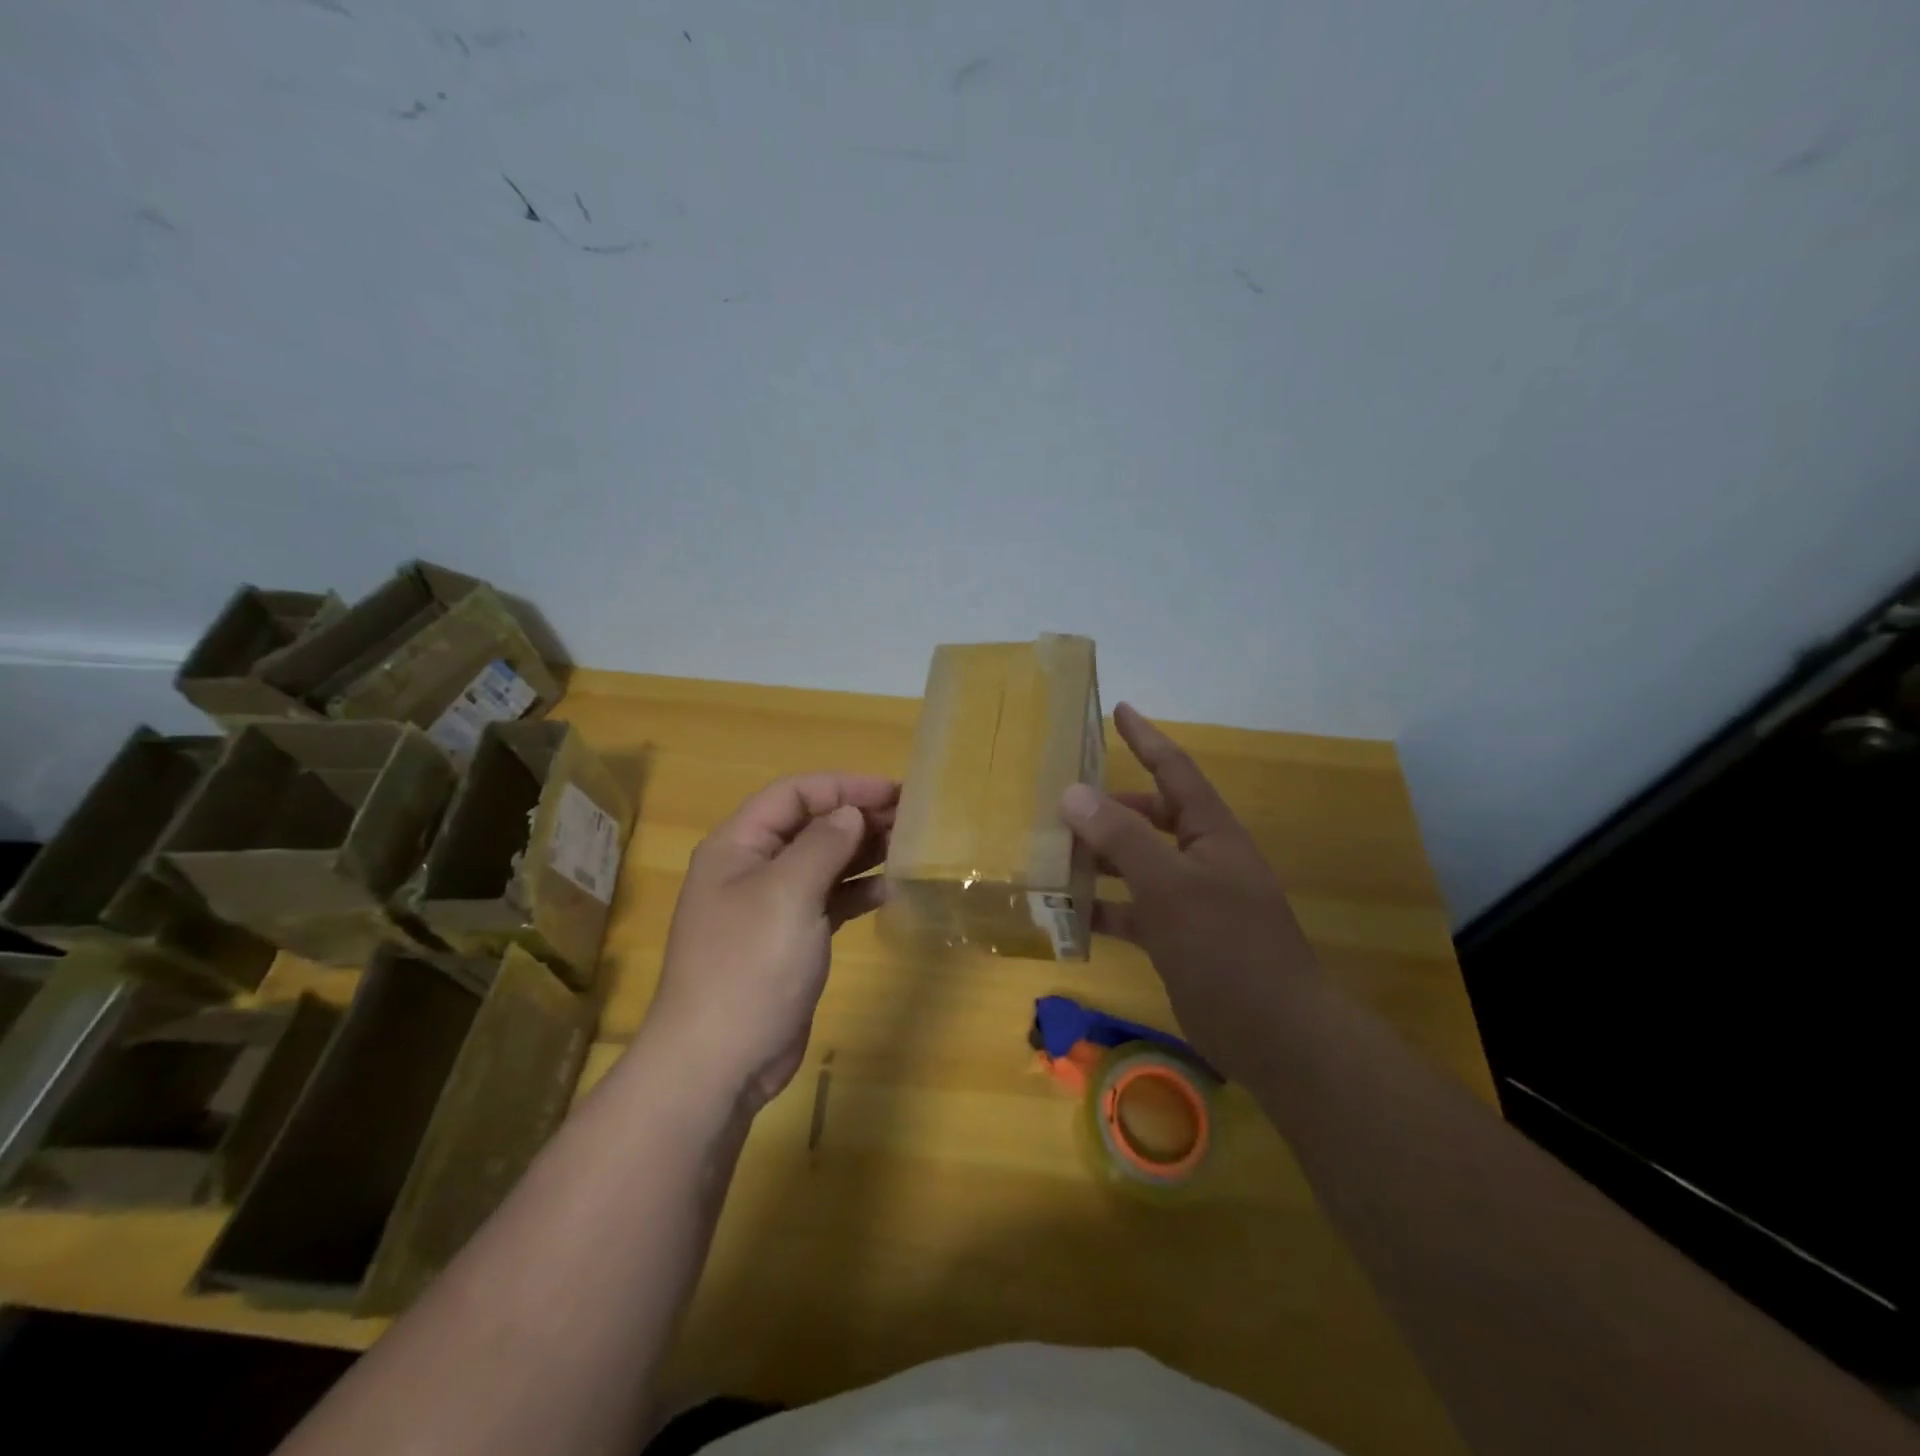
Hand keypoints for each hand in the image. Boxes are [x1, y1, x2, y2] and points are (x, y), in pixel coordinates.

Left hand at [645, 773, 897, 1113]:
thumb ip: (822, 845)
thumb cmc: (749, 966)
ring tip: (909, 846)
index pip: (794, 794)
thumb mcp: (786, 895)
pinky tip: (889, 891)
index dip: (844, 786)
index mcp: (738, 846)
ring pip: (823, 862)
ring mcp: (770, 906)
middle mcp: (752, 868)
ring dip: (862, 852)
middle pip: (810, 825)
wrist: (719, 1062)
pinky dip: (857, 891)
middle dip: (857, 816)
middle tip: (911, 818)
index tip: (893, 792)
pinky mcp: (789, 939)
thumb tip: (851, 813)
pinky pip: (828, 900)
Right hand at [1058, 703, 1317, 1082]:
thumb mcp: (1170, 886)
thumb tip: (1072, 792)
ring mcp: (1190, 901)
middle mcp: (1201, 859)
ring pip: (1136, 865)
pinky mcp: (1178, 939)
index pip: (1175, 770)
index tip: (1118, 709)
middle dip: (1108, 808)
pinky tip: (1066, 915)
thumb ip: (1121, 838)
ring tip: (1050, 854)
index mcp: (1211, 833)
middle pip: (1149, 818)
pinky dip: (1103, 909)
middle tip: (1059, 802)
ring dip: (1098, 860)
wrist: (1275, 1034)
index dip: (1147, 738)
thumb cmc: (1227, 947)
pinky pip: (1132, 911)